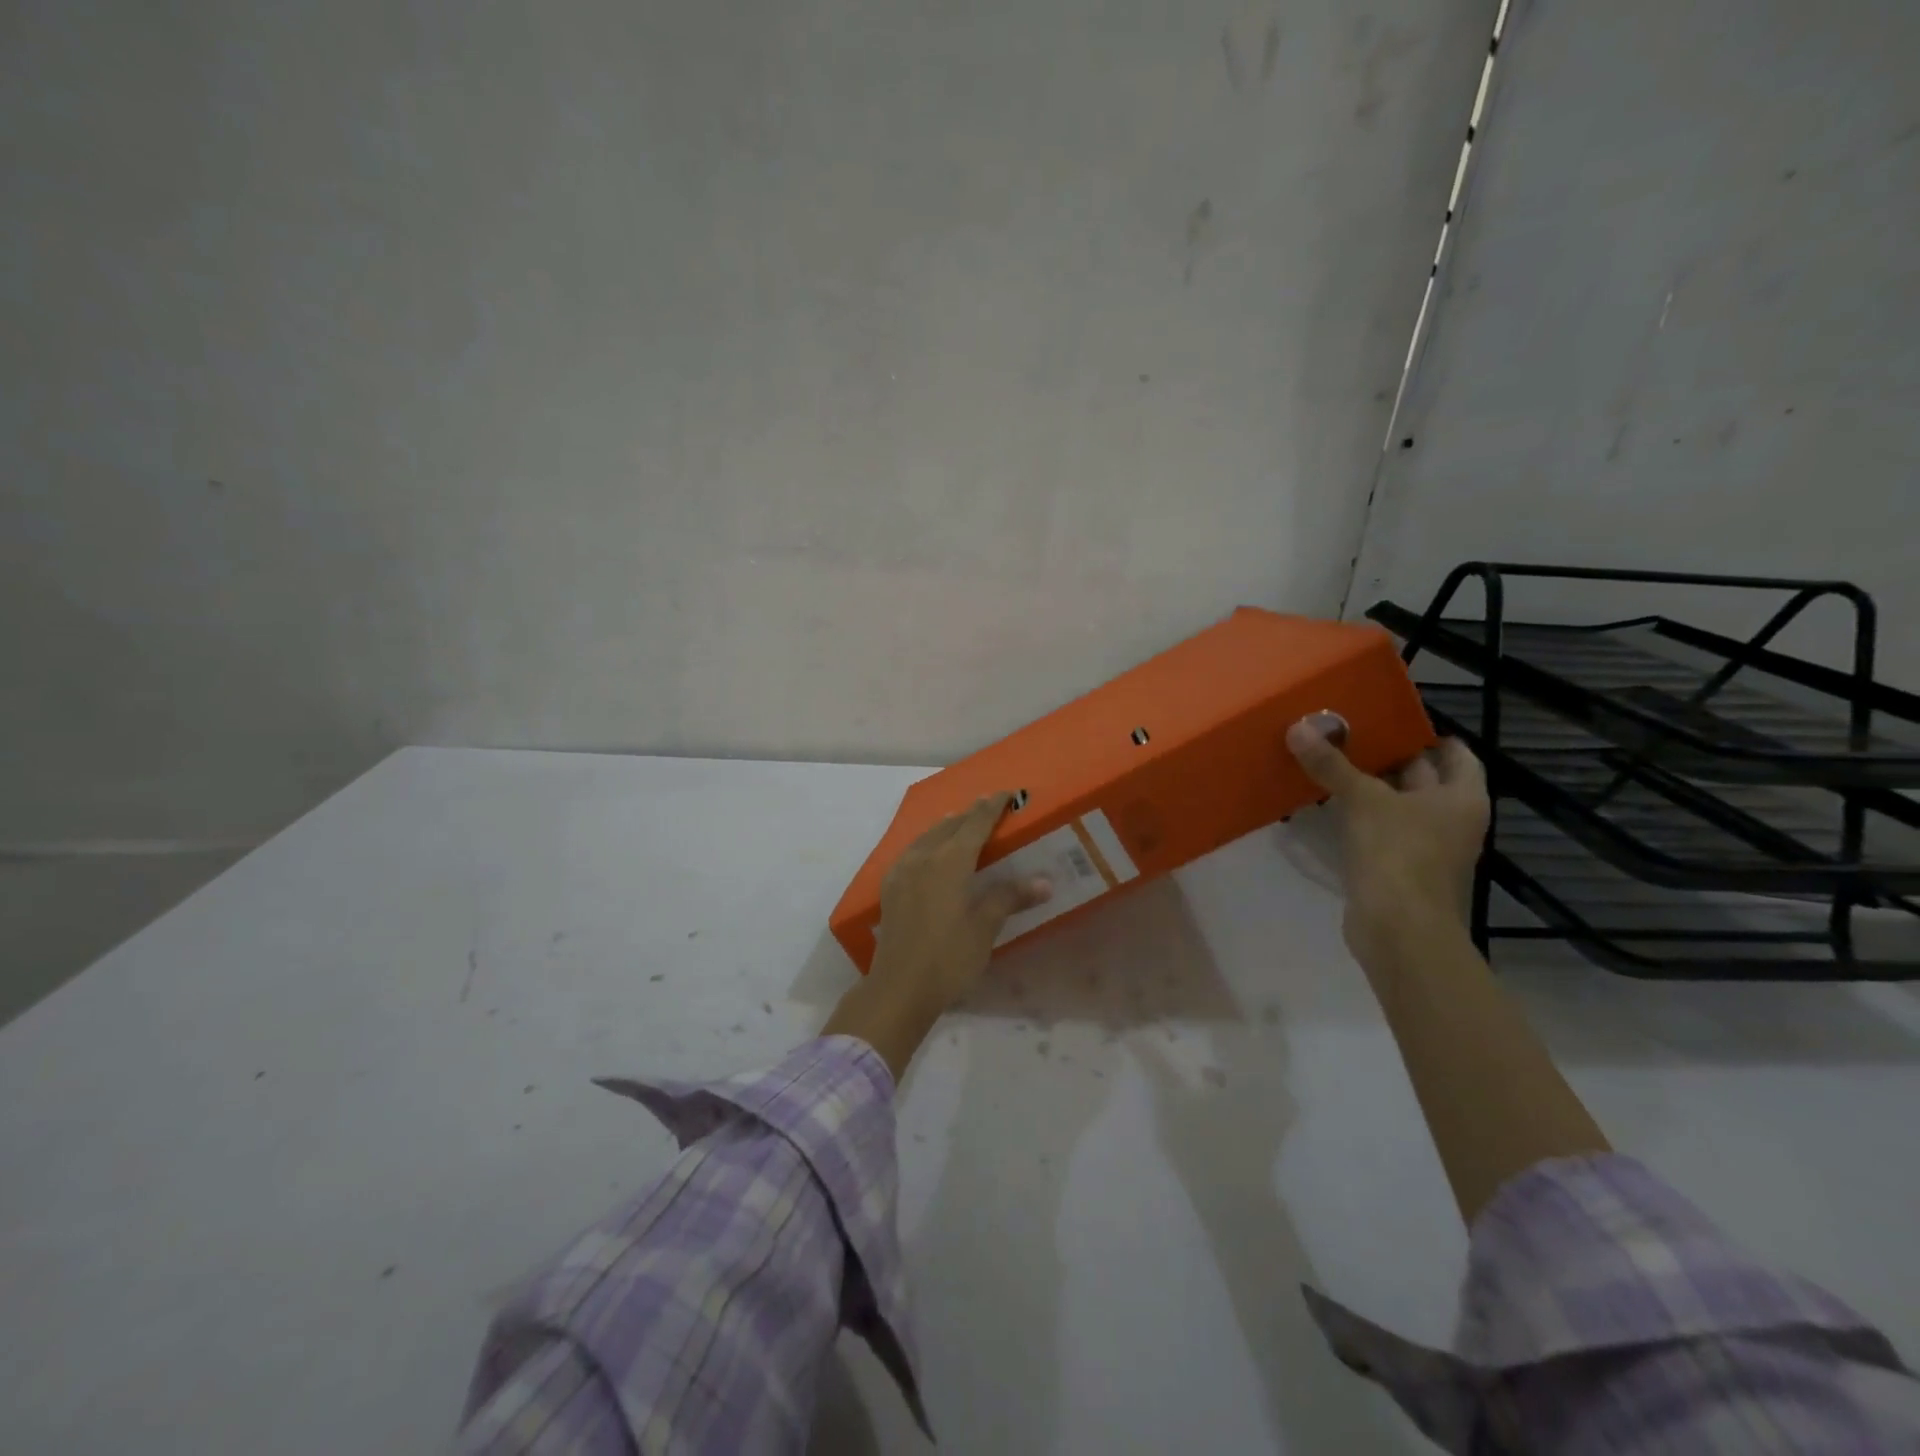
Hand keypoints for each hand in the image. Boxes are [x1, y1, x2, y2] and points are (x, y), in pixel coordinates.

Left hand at [822, 794, 1052, 1080]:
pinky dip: (927, 843)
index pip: (975, 824)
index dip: (991, 807)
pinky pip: (911, 852)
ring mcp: (902, 871)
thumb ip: (1010, 898)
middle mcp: (923, 857)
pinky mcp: (890, 888)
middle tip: (988, 805)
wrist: (899, 987)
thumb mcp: (985, 928)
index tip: (1006, 793)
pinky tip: (928, 852)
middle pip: (949, 826)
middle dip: (970, 814)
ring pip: (927, 836)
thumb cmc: (948, 958)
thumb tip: (1044, 882)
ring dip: (946, 826)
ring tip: (958, 821)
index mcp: (950, 861)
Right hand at [1285, 713, 1488, 967]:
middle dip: (1387, 757)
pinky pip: (1379, 831)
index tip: (1390, 719)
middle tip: (1347, 733)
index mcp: (1461, 797)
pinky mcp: (1398, 869)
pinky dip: (1358, 816)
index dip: (1427, 734)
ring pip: (1396, 805)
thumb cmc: (1398, 854)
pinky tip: (1326, 803)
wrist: (1399, 930)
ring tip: (1330, 761)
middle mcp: (1451, 820)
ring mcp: (1426, 847)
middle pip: (1422, 777)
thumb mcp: (1362, 800)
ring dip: (1367, 787)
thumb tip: (1298, 727)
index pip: (1456, 753)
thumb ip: (1332, 764)